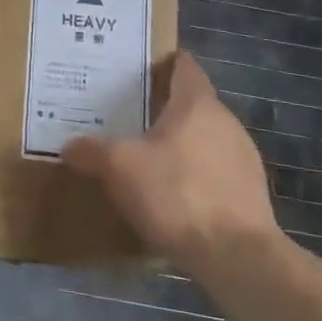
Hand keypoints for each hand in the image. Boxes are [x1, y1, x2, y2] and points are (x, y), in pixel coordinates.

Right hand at [63, 52, 281, 263]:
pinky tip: (173, 194)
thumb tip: (70, 146)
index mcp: (197, 104)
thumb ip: (91, 151)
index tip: (140, 68)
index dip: (164, 63)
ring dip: (180, 143)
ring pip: (205, 138)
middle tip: (129, 115)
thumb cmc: (177, 194)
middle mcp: (226, 122)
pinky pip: (215, 170)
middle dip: (164, 107)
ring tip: (147, 156)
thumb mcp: (119, 168)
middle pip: (193, 104)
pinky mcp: (251, 193)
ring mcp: (244, 158)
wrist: (237, 257)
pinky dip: (194, 173)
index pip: (185, 67)